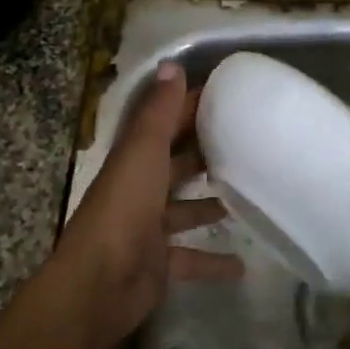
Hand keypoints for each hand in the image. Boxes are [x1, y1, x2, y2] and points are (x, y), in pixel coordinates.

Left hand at [51, 62, 240, 348]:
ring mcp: (149, 229)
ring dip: (210, 204)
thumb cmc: (125, 208)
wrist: (100, 284)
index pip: (166, 124)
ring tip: (249, 195)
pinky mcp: (160, 264)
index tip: (229, 96)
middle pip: (176, 165)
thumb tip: (172, 64)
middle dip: (205, 154)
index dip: (191, 108)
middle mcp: (141, 190)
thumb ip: (159, 112)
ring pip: (185, 210)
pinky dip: (214, 261)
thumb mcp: (144, 152)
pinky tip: (243, 265)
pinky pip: (192, 258)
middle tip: (247, 144)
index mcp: (135, 160)